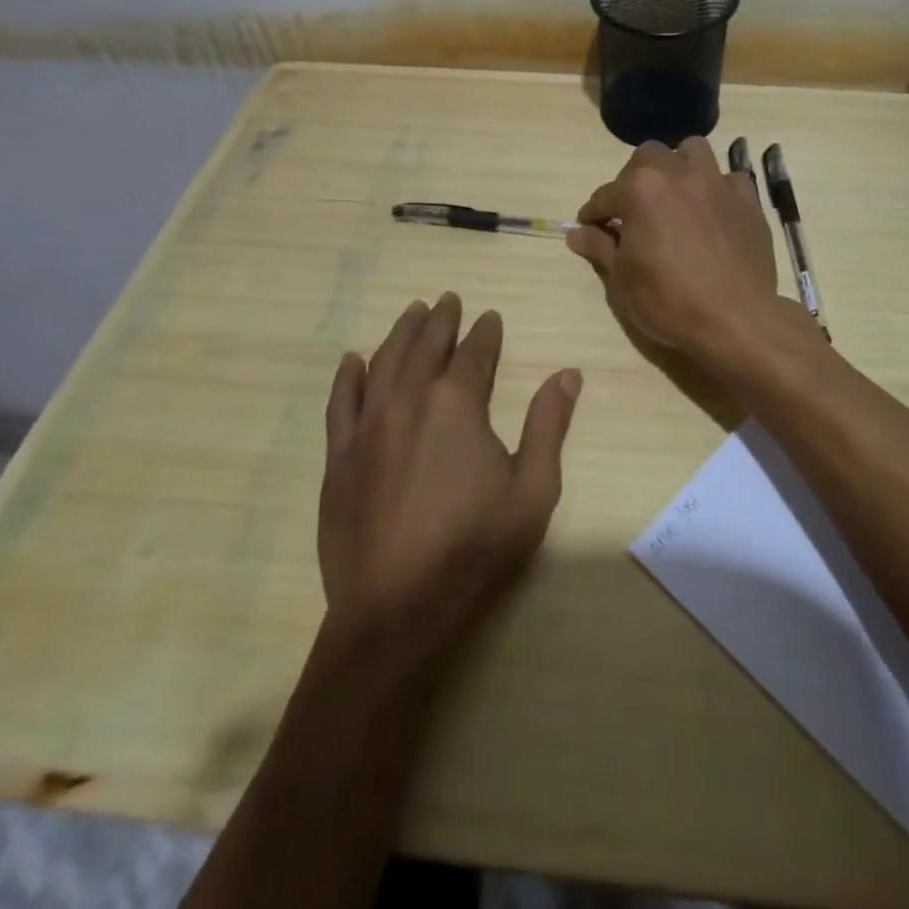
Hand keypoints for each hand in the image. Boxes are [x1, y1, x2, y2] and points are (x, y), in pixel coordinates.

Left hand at [319, 294, 580, 654]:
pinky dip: (348, 376)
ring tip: (412, 312)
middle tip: (448, 299)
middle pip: (425, 347)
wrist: (397, 608)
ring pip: (383, 363)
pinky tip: (353, 360)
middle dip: (440, 320)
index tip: (490, 316)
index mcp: (457, 404)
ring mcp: (368, 427)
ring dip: (399, 333)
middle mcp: (408, 401)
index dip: (485, 332)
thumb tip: (568, 374)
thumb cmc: (475, 547)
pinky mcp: (339, 457)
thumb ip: (548, 425)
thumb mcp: (532, 489)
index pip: (474, 353)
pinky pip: (341, 403)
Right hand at [565, 137, 790, 362]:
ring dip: (678, 166)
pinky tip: (713, 211)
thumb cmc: (669, 301)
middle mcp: (678, 173)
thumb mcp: (622, 280)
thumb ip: (600, 247)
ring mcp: (717, 182)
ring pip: (692, 151)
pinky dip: (716, 188)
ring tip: (675, 194)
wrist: (735, 319)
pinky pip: (729, 178)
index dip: (594, 214)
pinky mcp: (747, 198)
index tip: (590, 228)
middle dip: (634, 178)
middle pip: (647, 157)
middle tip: (633, 210)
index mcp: (640, 190)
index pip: (605, 195)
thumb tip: (577, 233)